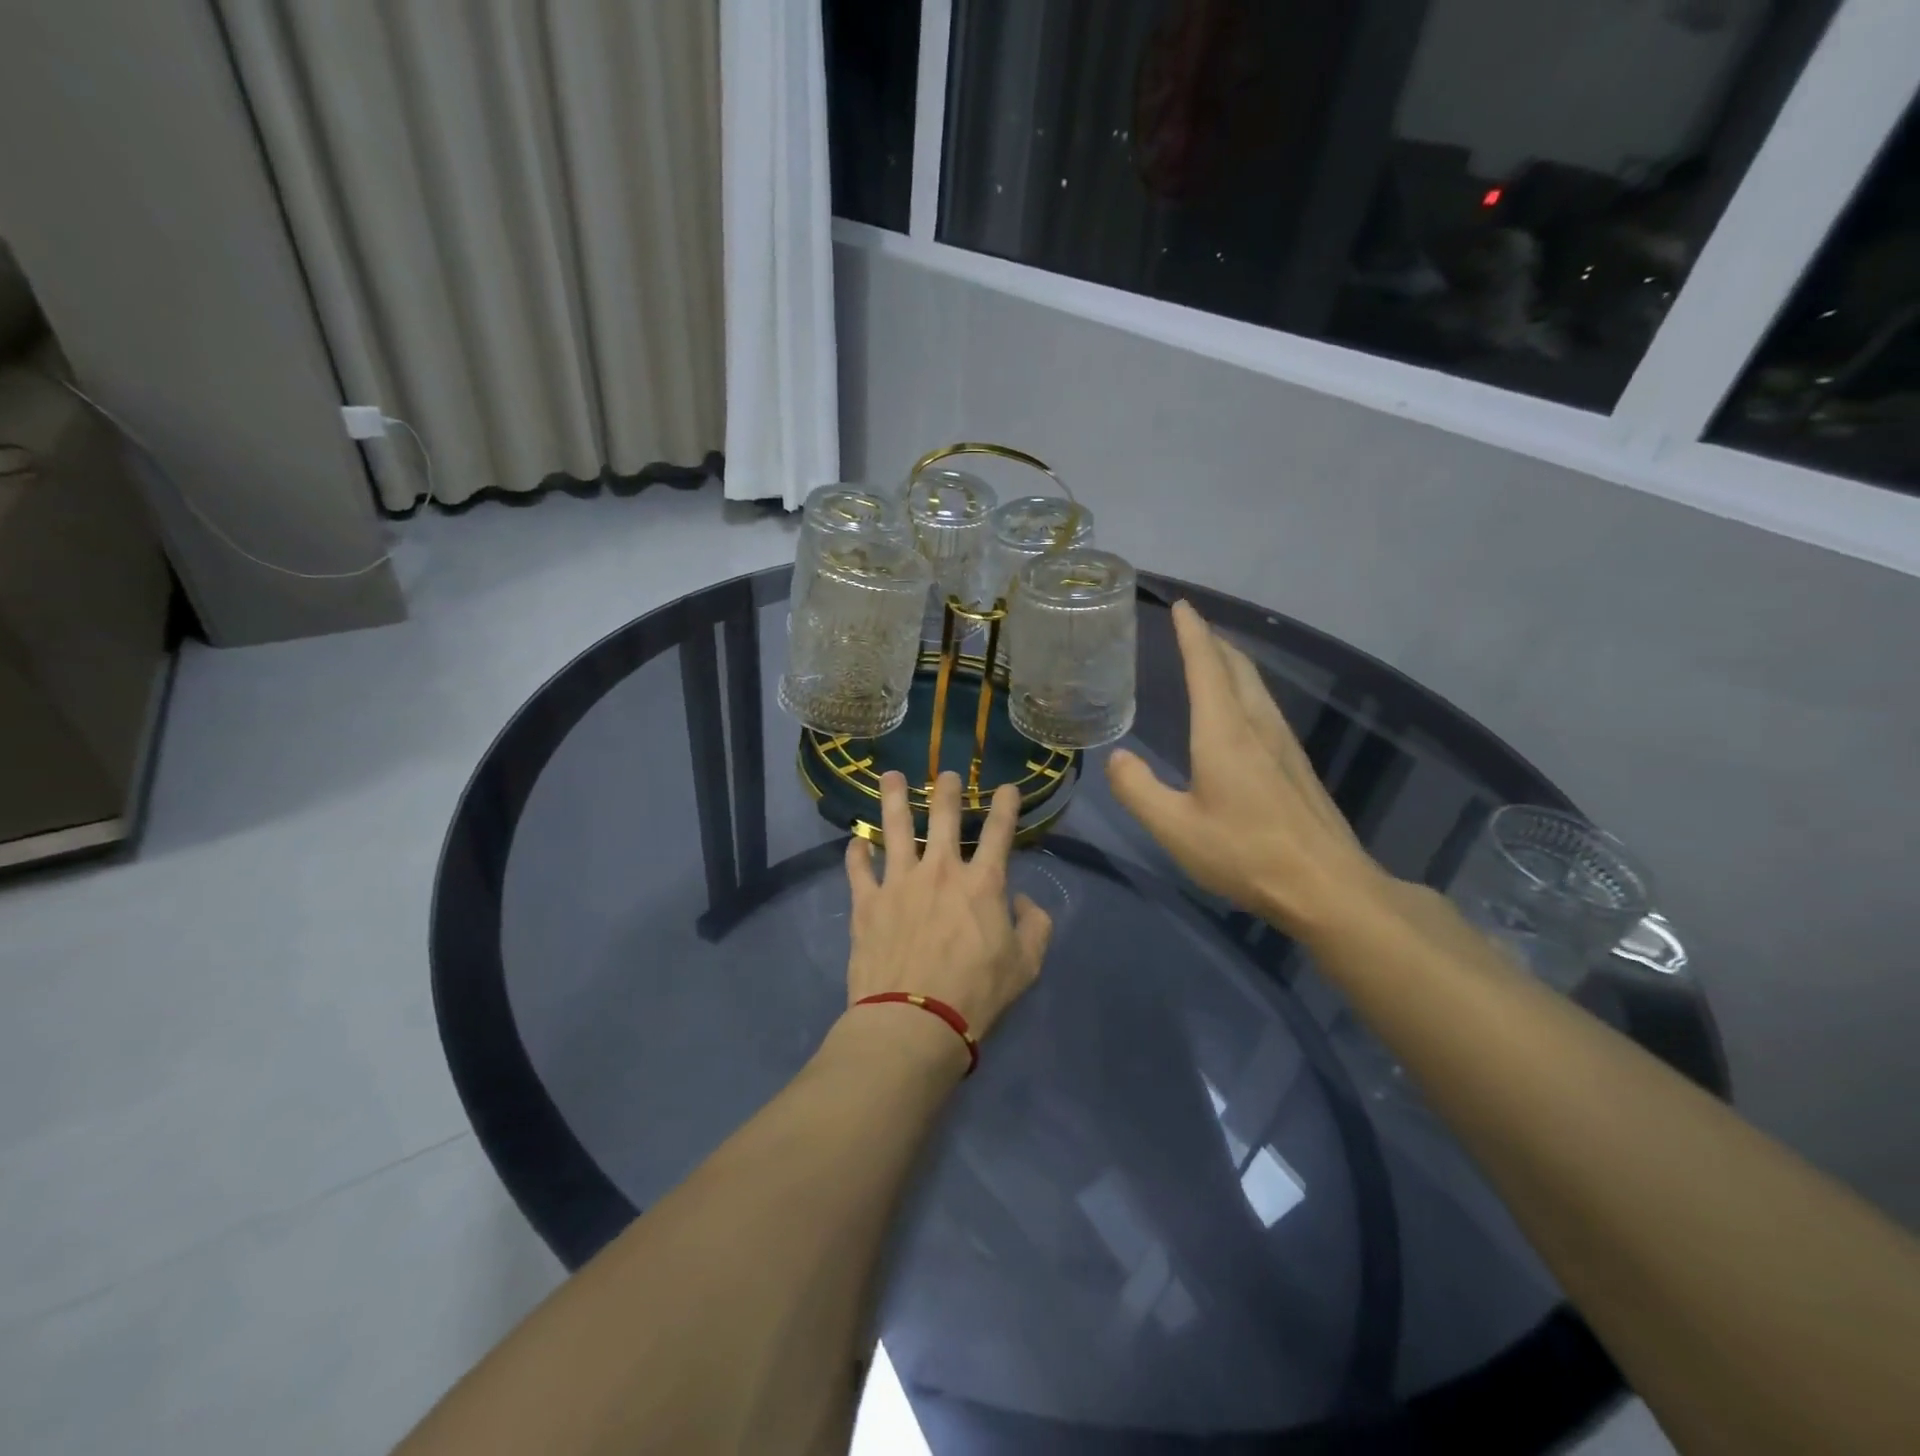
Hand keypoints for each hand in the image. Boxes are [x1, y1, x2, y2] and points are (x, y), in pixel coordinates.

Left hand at [844, 770, 1052, 1040]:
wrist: (914, 1021)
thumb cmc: (976, 994)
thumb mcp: (1026, 966)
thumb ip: (1034, 927)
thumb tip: (1022, 902)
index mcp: (983, 884)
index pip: (999, 832)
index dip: (1006, 805)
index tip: (1007, 787)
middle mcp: (940, 871)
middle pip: (943, 817)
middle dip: (947, 789)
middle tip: (946, 773)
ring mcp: (899, 883)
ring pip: (895, 828)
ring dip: (894, 799)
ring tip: (891, 776)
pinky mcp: (867, 903)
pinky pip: (858, 869)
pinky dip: (856, 853)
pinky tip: (855, 841)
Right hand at [1106, 600, 1393, 943]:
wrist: (1327, 886)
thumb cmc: (1245, 854)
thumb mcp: (1175, 828)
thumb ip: (1138, 790)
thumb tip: (1118, 758)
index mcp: (1224, 733)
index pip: (1206, 666)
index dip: (1192, 633)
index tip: (1181, 606)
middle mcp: (1257, 726)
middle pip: (1237, 667)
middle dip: (1213, 641)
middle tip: (1191, 627)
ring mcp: (1284, 744)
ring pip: (1256, 685)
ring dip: (1232, 663)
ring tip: (1212, 657)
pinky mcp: (1297, 764)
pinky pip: (1266, 707)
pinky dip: (1245, 688)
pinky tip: (1240, 710)